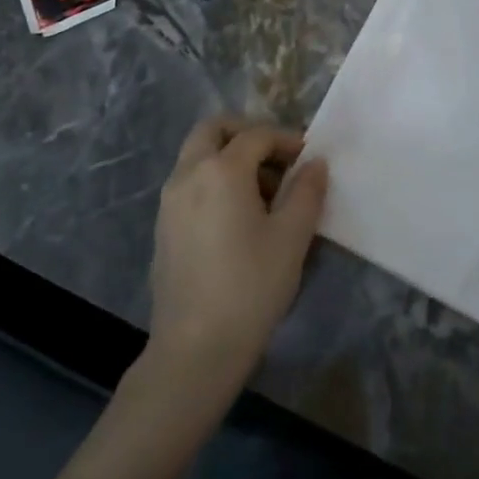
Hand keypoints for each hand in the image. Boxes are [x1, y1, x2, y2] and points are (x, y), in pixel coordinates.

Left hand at [147, 117, 328, 387]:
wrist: (195, 348)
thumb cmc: (251, 286)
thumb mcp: (292, 237)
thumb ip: (306, 191)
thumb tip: (315, 163)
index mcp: (221, 170)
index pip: (257, 136)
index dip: (287, 140)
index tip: (309, 159)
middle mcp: (188, 174)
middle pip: (214, 130)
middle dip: (247, 134)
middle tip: (277, 159)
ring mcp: (169, 200)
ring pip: (198, 155)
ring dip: (229, 157)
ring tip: (264, 193)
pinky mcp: (163, 226)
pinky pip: (189, 182)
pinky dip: (213, 180)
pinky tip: (238, 218)